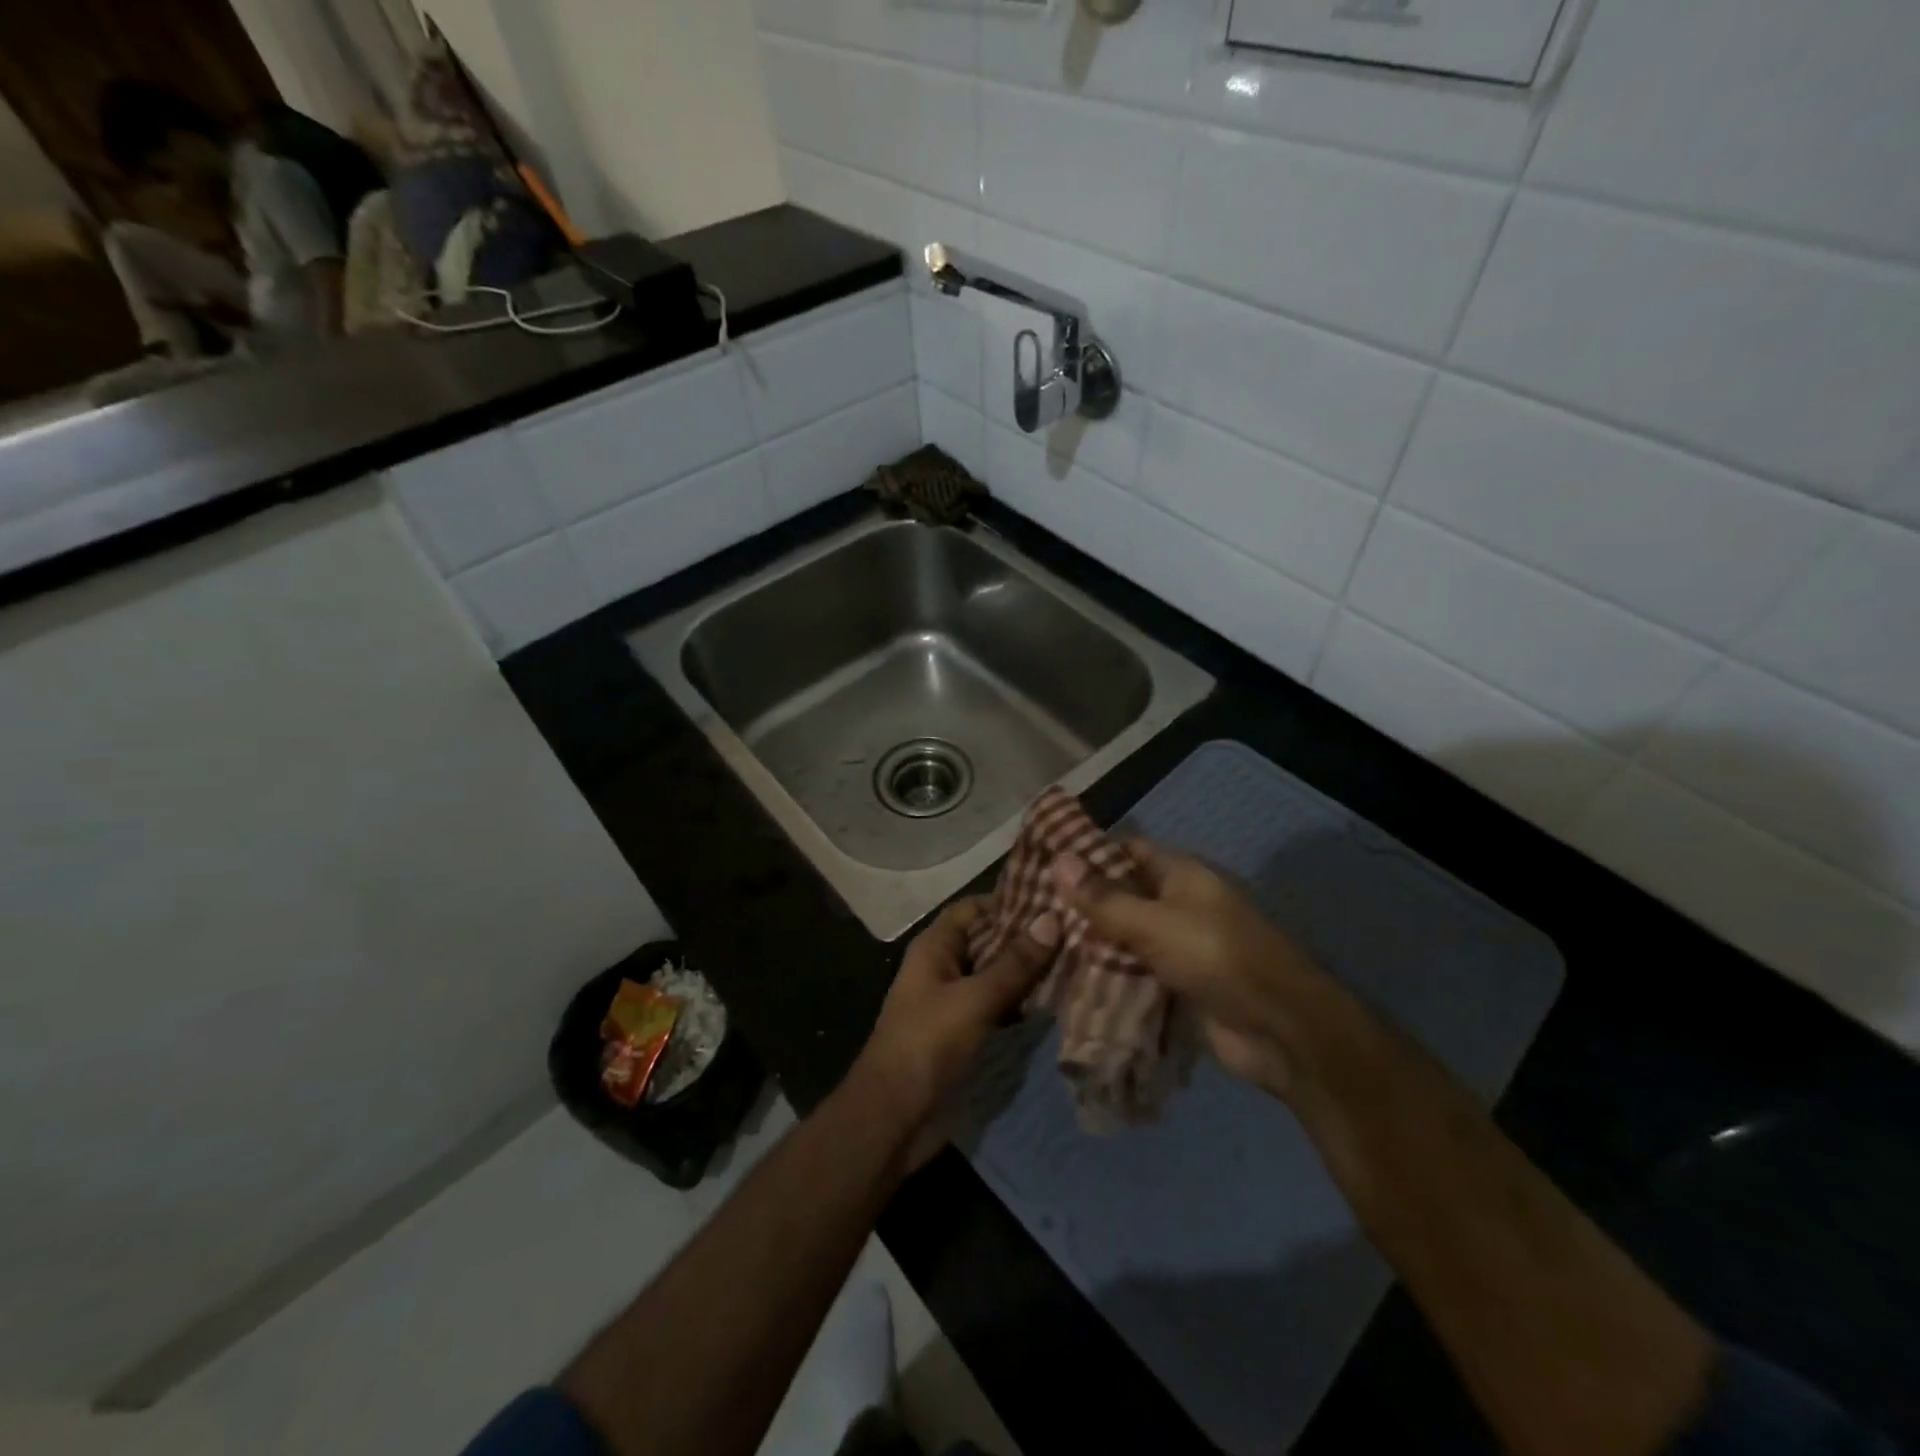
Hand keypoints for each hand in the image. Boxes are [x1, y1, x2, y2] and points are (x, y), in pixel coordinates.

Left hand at [853, 897, 1058, 1136]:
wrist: (894, 1117)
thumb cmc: (928, 1043)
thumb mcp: (975, 999)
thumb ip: (1014, 963)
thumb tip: (1052, 919)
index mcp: (935, 947)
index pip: (973, 909)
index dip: (1008, 901)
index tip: (1052, 901)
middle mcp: (943, 967)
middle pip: (987, 941)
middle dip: (1025, 938)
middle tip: (1075, 932)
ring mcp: (952, 1002)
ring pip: (994, 976)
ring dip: (1026, 972)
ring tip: (1075, 962)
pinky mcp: (962, 1033)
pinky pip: (996, 1007)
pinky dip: (1020, 1003)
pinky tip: (1053, 1004)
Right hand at [1057, 842, 1331, 1100]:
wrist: (1280, 1030)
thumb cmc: (1217, 957)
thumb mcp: (1155, 922)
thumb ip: (1105, 898)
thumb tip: (1059, 860)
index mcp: (1181, 875)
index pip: (1126, 851)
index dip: (1088, 854)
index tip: (1042, 862)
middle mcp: (1178, 905)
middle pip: (1122, 895)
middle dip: (1082, 903)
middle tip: (1030, 910)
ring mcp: (1179, 947)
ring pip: (1124, 938)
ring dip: (1091, 943)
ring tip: (1039, 946)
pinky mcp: (1177, 986)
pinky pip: (1134, 974)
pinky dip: (1107, 977)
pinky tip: (1067, 982)